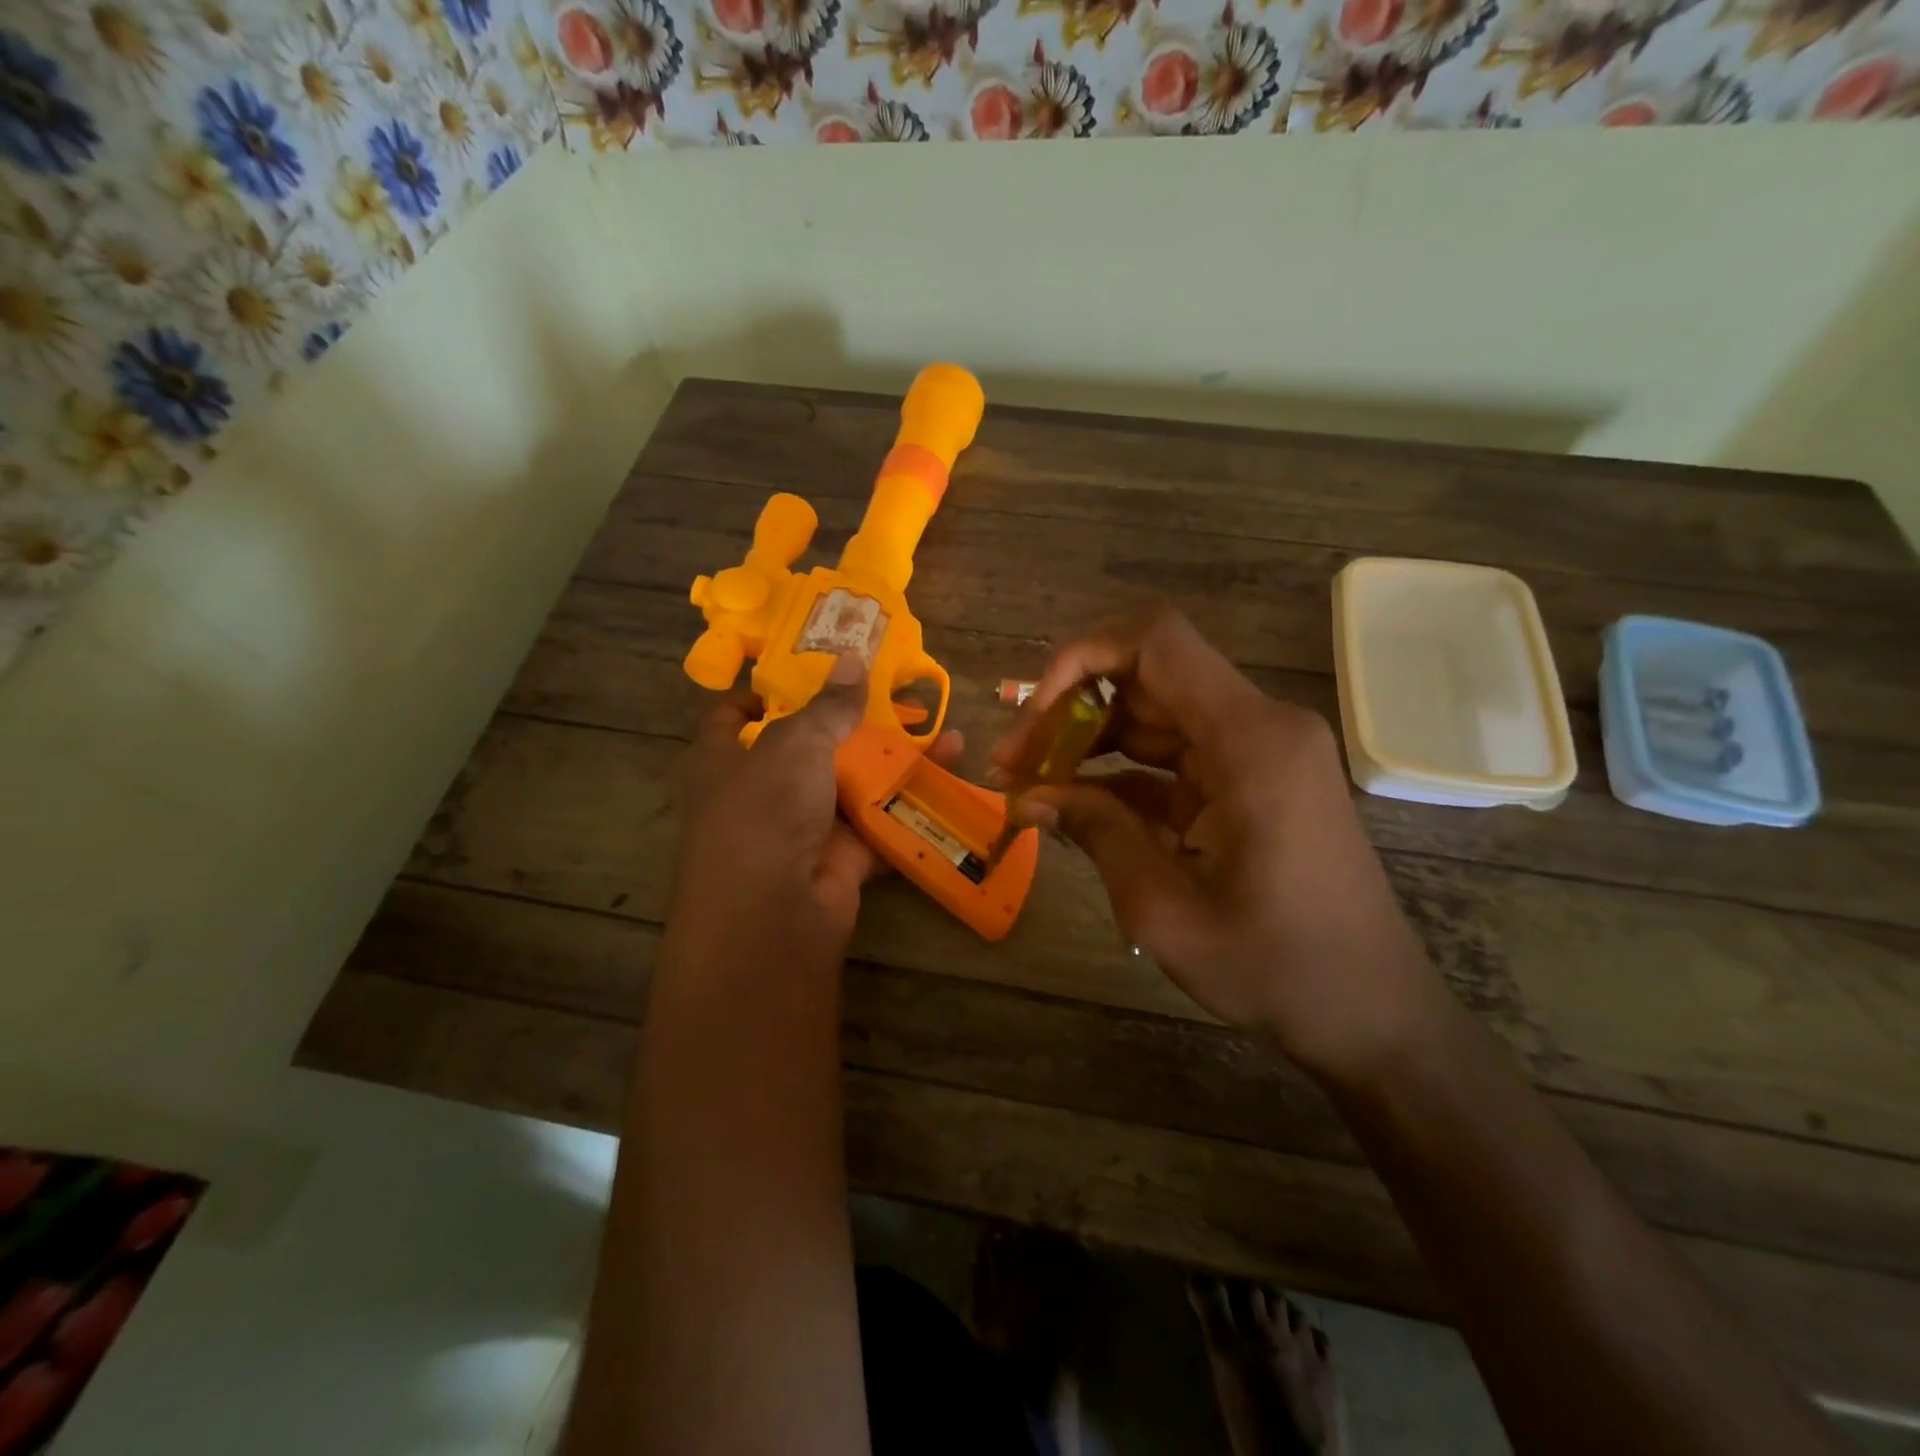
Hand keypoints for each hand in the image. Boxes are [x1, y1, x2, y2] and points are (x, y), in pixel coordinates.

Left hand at [673, 654, 963, 963]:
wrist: (774, 917)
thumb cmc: (764, 812)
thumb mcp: (794, 746)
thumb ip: (828, 706)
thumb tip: (852, 659)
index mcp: (725, 761)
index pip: (733, 717)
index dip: (764, 693)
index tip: (807, 670)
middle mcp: (761, 793)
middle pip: (808, 748)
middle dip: (851, 723)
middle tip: (897, 694)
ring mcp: (803, 829)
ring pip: (852, 785)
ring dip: (894, 761)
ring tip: (941, 730)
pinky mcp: (841, 859)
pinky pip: (879, 823)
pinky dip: (910, 803)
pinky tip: (948, 774)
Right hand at [992, 607, 1438, 1082]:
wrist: (1372, 1013)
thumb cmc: (1276, 967)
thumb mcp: (1164, 910)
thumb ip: (1095, 833)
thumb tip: (1028, 795)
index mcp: (1250, 740)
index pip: (1156, 642)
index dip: (1082, 657)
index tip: (1035, 715)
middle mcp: (1260, 726)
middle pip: (1147, 677)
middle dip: (1070, 711)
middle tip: (1011, 764)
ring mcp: (1259, 752)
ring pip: (1155, 716)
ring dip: (1089, 743)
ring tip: (1028, 785)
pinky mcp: (1252, 781)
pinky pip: (1175, 757)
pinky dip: (1122, 775)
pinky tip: (1075, 806)